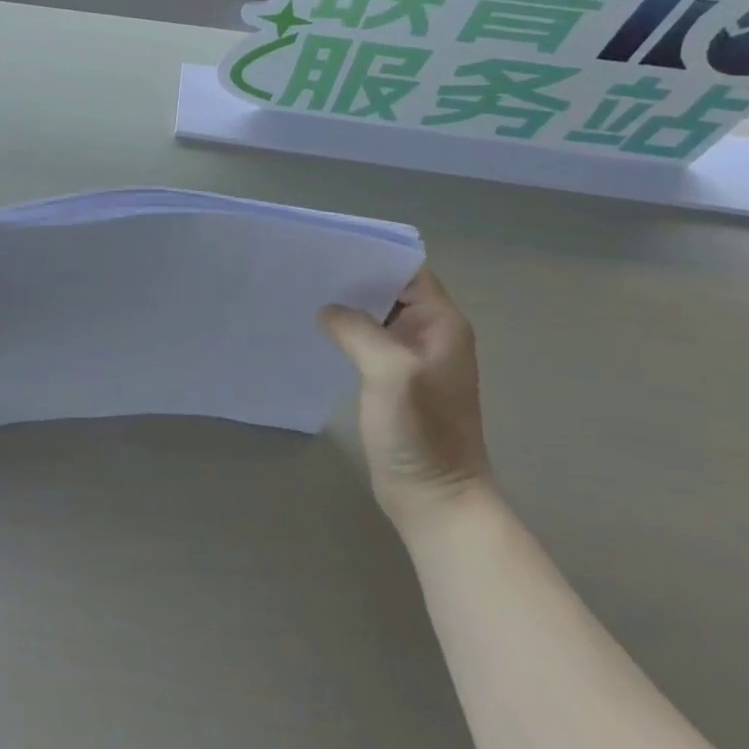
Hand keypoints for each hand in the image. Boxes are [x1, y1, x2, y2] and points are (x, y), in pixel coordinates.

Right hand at [320, 268, 487, 529]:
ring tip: (306, 294)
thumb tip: (328, 310)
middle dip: (354, 279)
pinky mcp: (396, 382)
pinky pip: (369, 343)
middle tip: (309, 269)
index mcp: (442, 324)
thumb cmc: (421, 432)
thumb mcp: (389, 371)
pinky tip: (318, 332)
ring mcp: (413, 359)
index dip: (374, 256)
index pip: (408, 271)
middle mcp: (431, 334)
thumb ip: (357, 330)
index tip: (332, 250)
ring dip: (349, 307)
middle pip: (391, 290)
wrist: (436, 498)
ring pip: (378, 317)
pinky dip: (347, 333)